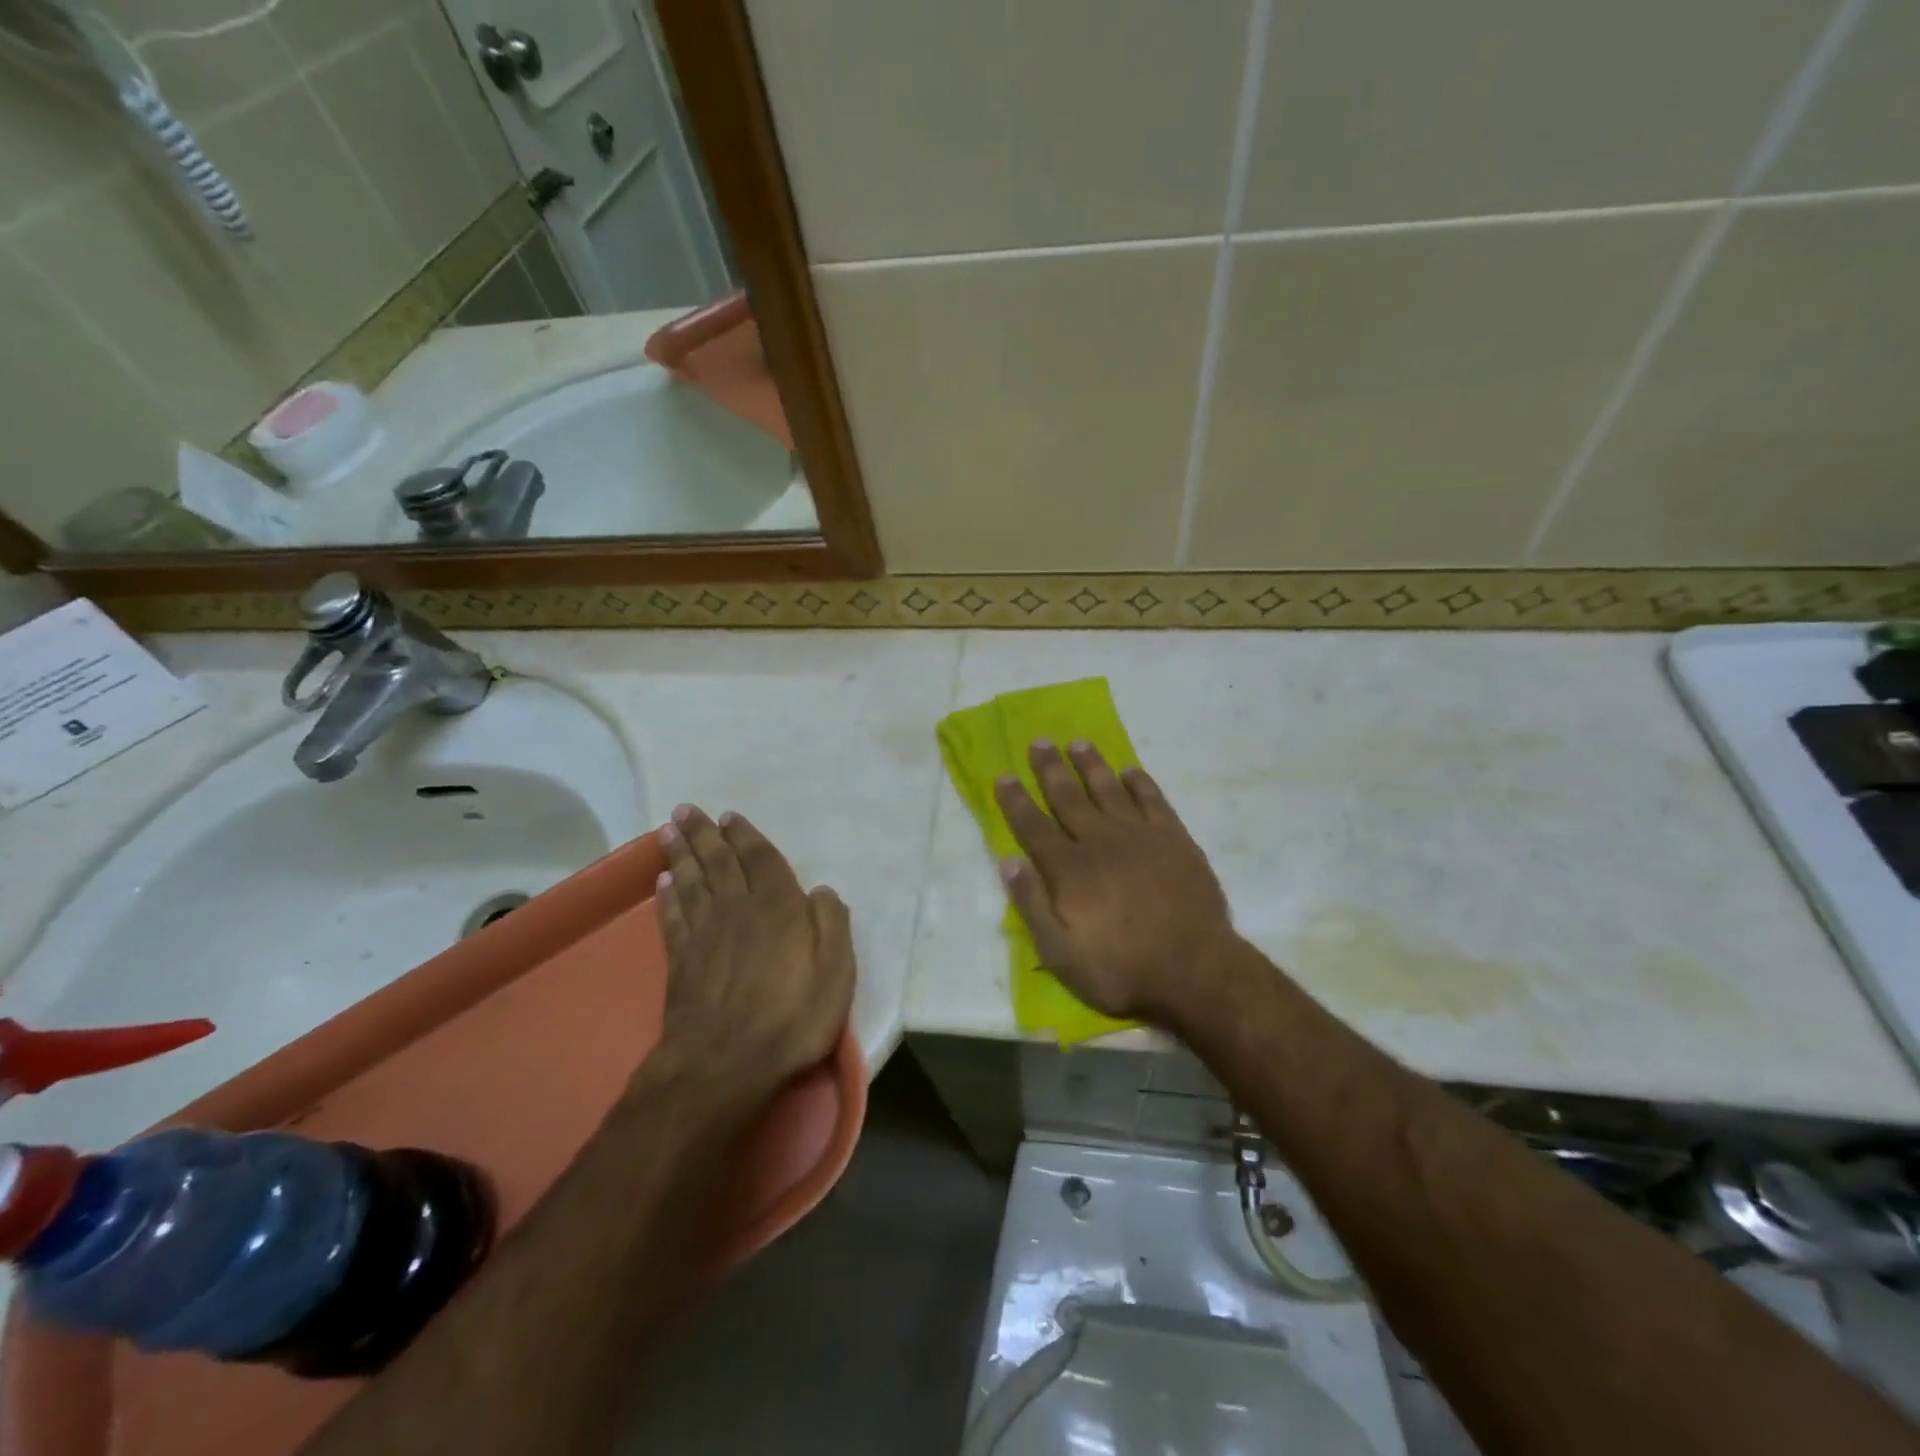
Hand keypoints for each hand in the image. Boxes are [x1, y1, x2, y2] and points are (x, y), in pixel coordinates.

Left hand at [655, 806, 854, 1101]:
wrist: (726, 1064)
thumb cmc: (792, 1016)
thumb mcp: (836, 972)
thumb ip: (832, 924)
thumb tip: (821, 891)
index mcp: (778, 907)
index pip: (760, 859)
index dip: (745, 836)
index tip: (729, 815)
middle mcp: (738, 909)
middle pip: (717, 862)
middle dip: (703, 833)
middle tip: (686, 809)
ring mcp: (705, 934)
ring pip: (690, 881)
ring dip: (680, 854)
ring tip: (668, 830)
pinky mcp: (681, 960)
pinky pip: (672, 917)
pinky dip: (666, 896)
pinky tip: (663, 882)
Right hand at [994, 741, 1234, 1023]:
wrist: (1195, 969)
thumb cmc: (1121, 968)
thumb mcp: (1060, 953)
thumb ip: (1032, 905)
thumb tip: (1009, 861)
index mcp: (1069, 869)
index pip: (1033, 826)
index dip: (1016, 800)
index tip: (1004, 776)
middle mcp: (1100, 841)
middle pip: (1068, 797)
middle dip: (1050, 768)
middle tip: (1039, 742)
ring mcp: (1140, 835)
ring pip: (1108, 789)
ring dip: (1091, 765)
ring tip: (1077, 743)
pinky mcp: (1174, 838)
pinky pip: (1152, 800)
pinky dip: (1140, 782)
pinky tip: (1130, 771)